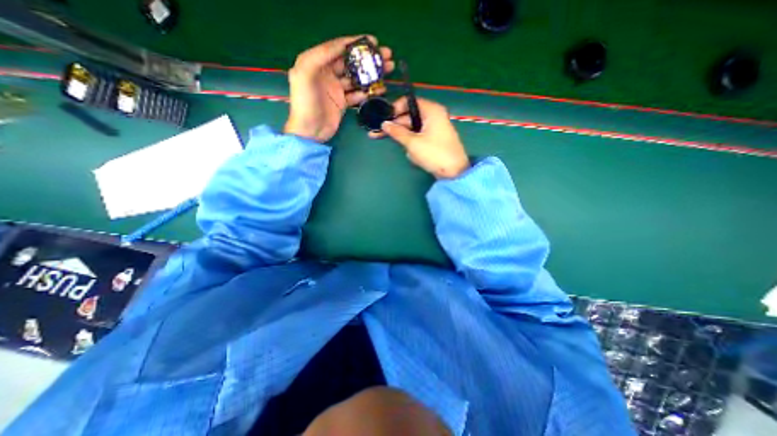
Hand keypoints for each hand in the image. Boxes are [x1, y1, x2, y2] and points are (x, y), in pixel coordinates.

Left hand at [284, 35, 395, 141]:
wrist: (310, 131)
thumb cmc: (305, 103)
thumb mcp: (305, 74)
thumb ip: (319, 56)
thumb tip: (341, 45)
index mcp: (316, 63)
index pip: (338, 48)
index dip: (355, 43)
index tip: (373, 41)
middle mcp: (327, 73)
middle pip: (351, 62)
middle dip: (368, 58)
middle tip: (386, 55)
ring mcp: (336, 89)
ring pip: (356, 78)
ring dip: (371, 74)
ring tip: (387, 70)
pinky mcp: (342, 102)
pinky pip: (357, 94)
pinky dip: (367, 92)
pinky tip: (378, 90)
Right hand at [375, 97, 467, 178]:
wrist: (454, 172)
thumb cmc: (434, 154)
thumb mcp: (413, 143)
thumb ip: (397, 132)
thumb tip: (384, 124)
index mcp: (431, 110)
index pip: (409, 102)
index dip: (395, 109)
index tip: (385, 119)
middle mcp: (433, 115)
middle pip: (410, 116)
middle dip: (398, 127)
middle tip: (381, 134)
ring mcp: (435, 128)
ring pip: (413, 128)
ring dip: (407, 140)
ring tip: (408, 151)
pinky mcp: (434, 139)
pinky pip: (419, 137)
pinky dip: (414, 144)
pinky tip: (414, 155)